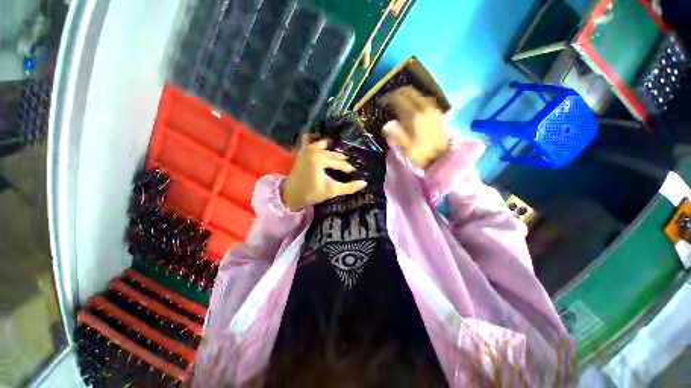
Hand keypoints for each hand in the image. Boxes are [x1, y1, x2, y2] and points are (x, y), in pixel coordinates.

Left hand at [282, 135, 367, 210]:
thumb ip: (349, 187)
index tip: (354, 172)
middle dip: (342, 159)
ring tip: (338, 152)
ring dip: (331, 146)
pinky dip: (314, 138)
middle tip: (349, 164)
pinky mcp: (302, 151)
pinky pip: (307, 138)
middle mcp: (314, 150)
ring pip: (322, 142)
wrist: (291, 195)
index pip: (340, 163)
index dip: (348, 168)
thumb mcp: (332, 190)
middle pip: (333, 154)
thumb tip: (364, 183)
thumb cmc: (312, 193)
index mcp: (320, 159)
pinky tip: (320, 140)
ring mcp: (306, 149)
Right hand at [380, 86, 449, 169]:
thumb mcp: (405, 147)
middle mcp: (424, 107)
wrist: (442, 157)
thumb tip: (387, 124)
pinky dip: (413, 99)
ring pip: (416, 93)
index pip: (399, 98)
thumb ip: (395, 134)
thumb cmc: (422, 153)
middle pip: (409, 91)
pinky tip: (410, 107)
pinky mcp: (436, 111)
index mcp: (414, 115)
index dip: (388, 98)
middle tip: (388, 100)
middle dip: (396, 93)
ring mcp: (432, 107)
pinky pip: (422, 98)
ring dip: (405, 95)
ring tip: (397, 102)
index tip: (381, 102)